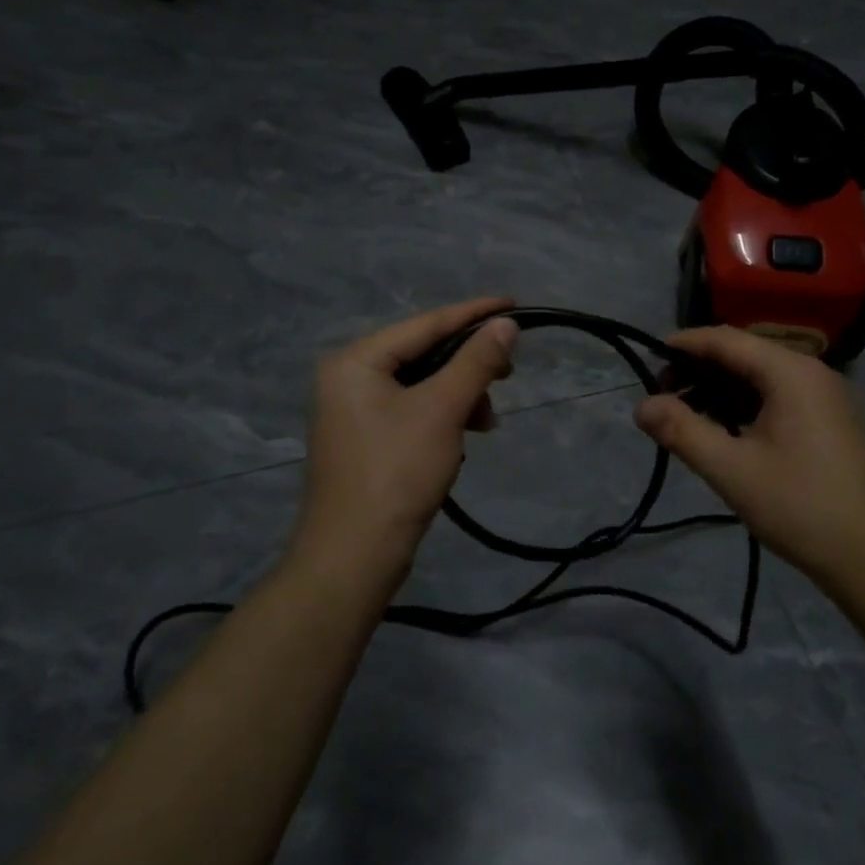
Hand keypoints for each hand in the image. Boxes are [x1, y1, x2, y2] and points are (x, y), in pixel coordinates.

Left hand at [289, 297, 517, 591]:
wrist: (352, 560)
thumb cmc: (396, 473)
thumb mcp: (443, 410)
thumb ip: (476, 362)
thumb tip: (506, 325)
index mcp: (356, 360)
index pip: (425, 323)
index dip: (474, 313)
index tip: (514, 304)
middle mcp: (349, 378)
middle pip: (423, 353)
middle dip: (469, 364)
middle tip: (509, 372)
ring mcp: (354, 411)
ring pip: (421, 385)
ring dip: (460, 396)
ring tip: (487, 421)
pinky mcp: (366, 441)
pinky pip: (413, 411)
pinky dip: (442, 418)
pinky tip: (462, 439)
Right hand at [635, 327, 864, 585]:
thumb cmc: (800, 506)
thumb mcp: (731, 469)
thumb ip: (681, 431)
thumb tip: (641, 406)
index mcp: (790, 372)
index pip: (726, 339)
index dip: (685, 345)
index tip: (648, 360)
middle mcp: (810, 372)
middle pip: (744, 354)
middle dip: (700, 370)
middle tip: (664, 397)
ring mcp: (824, 396)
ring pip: (760, 376)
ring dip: (721, 390)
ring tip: (687, 417)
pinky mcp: (829, 420)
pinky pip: (777, 396)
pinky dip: (745, 404)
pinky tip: (726, 431)